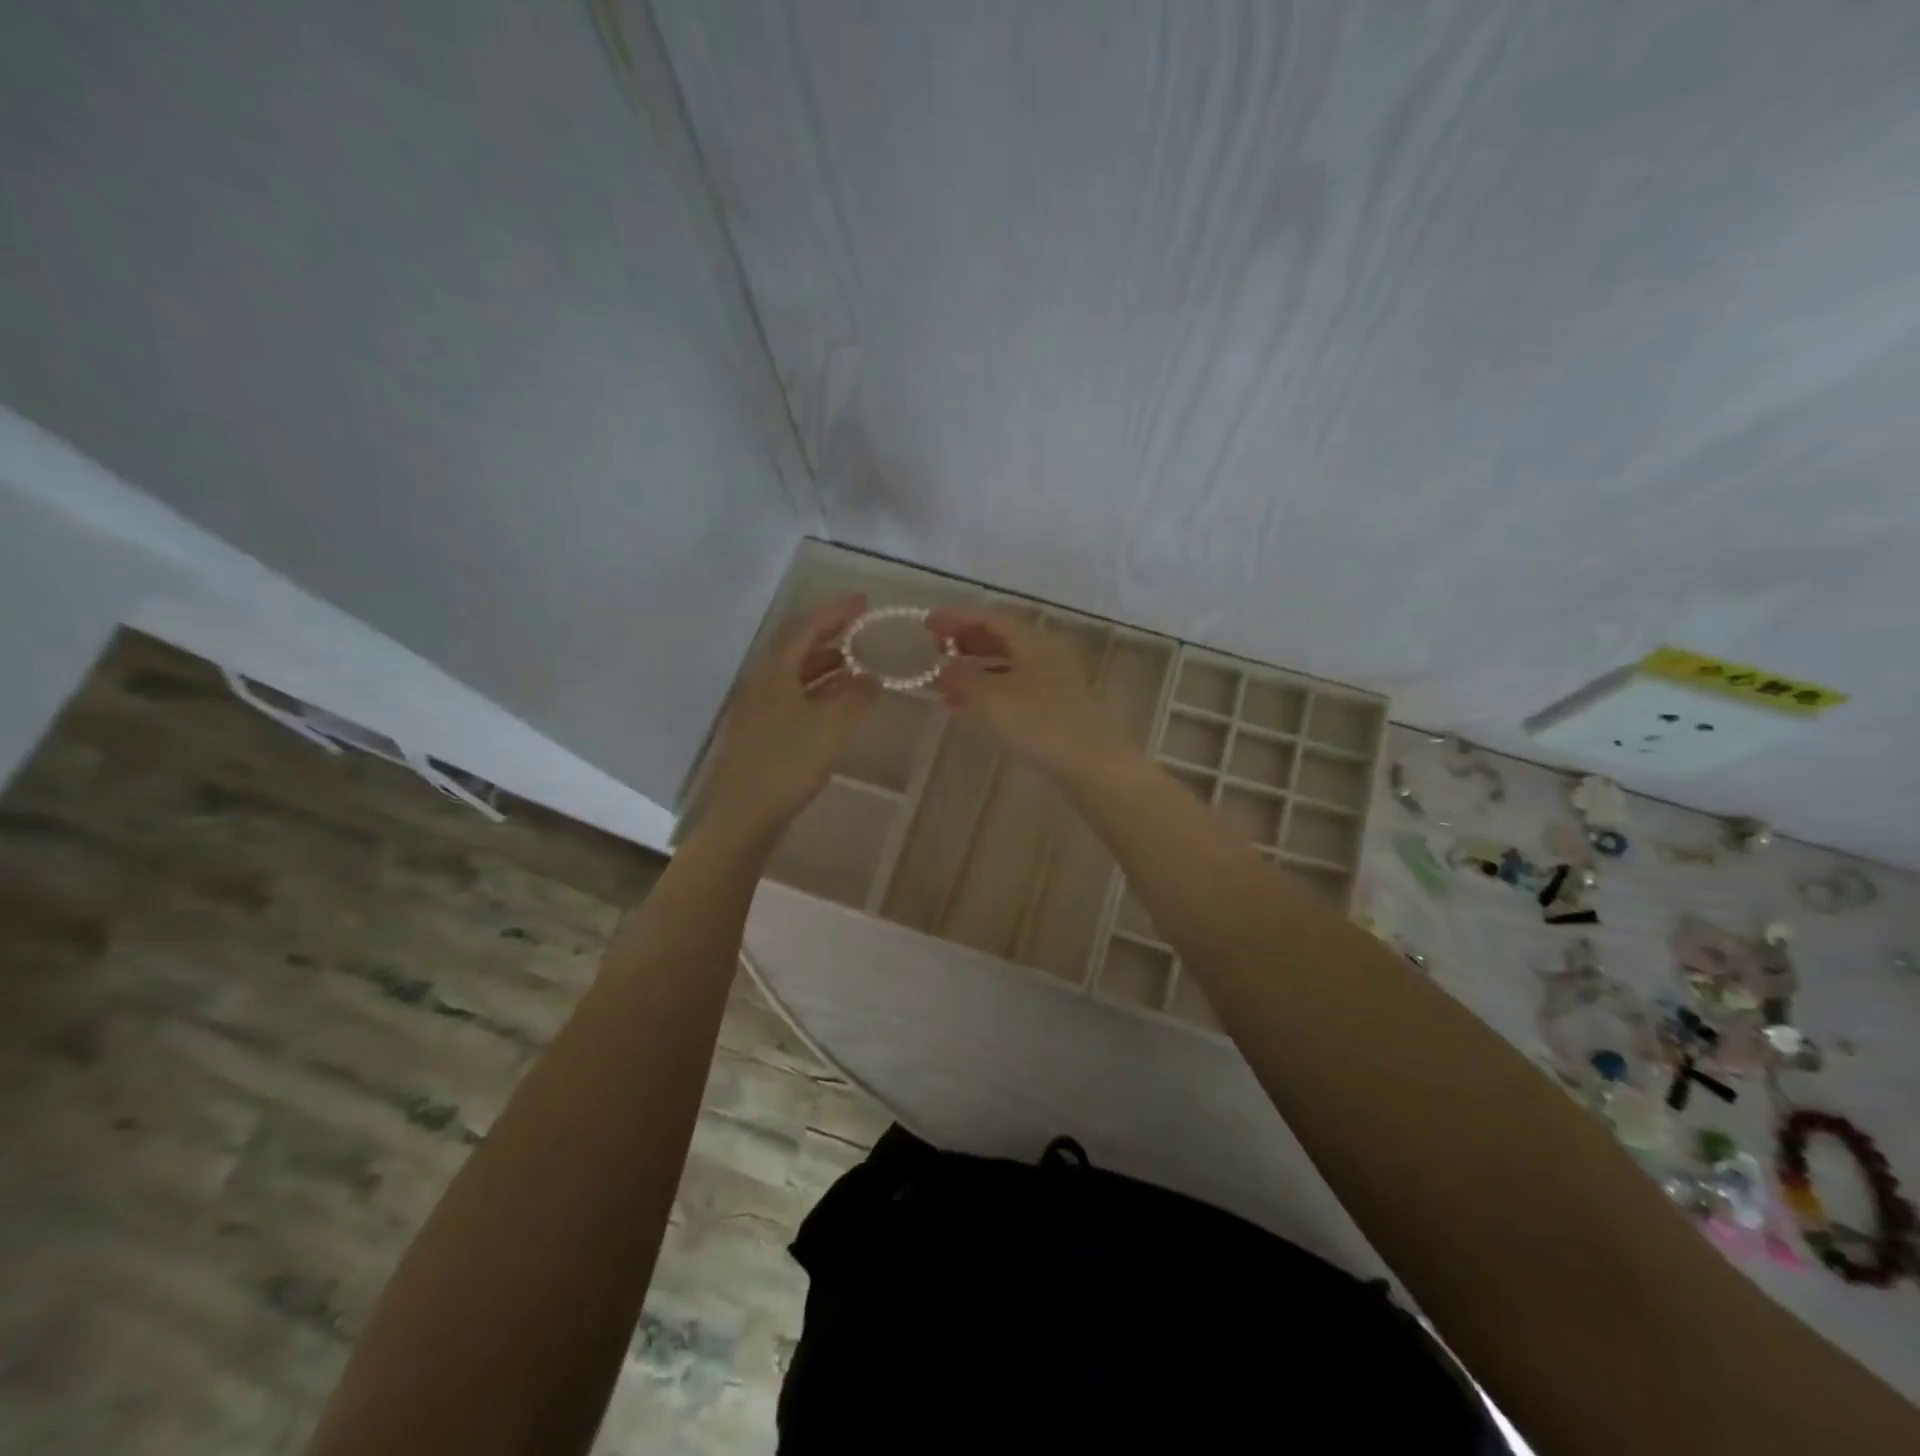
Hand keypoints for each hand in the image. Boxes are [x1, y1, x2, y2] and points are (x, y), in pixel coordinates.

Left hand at [703, 594, 879, 836]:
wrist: (746, 814)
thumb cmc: (789, 762)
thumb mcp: (833, 725)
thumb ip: (857, 695)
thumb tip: (871, 678)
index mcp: (774, 672)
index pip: (806, 628)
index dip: (836, 611)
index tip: (864, 601)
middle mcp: (761, 683)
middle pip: (796, 647)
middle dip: (829, 634)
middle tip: (859, 627)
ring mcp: (758, 709)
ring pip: (795, 674)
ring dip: (825, 664)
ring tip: (854, 663)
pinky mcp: (762, 733)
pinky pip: (794, 697)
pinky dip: (818, 690)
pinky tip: (836, 702)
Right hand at [927, 606, 1130, 781]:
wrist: (1092, 765)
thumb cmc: (1039, 723)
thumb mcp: (990, 698)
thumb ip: (961, 678)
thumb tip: (941, 666)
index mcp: (1033, 641)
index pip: (990, 618)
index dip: (956, 618)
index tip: (927, 623)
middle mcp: (1046, 654)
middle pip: (1000, 639)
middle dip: (964, 643)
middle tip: (934, 650)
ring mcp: (1054, 682)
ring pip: (1006, 667)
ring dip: (973, 672)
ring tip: (941, 685)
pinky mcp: (1055, 709)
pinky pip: (1013, 690)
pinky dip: (987, 694)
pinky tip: (965, 709)